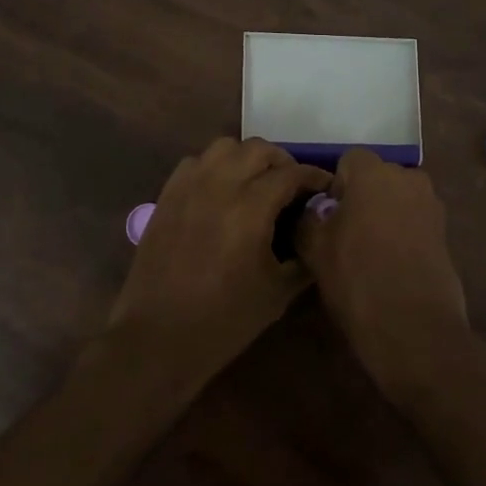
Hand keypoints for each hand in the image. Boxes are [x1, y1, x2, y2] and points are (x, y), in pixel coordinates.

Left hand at [104, 138, 329, 393]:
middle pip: (258, 149)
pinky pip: (195, 162)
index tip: (327, 187)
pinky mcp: (167, 196)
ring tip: (256, 182)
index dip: (315, 176)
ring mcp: (188, 187)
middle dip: (282, 162)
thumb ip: (304, 257)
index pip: (291, 174)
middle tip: (293, 186)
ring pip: (224, 147)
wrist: (158, 338)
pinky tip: (221, 191)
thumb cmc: (224, 320)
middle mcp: (219, 186)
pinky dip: (215, 167)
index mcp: (250, 208)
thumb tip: (318, 233)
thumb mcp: (278, 293)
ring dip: (247, 158)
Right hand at [294, 150, 472, 395]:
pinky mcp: (446, 234)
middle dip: (362, 199)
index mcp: (374, 173)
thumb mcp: (314, 248)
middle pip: (377, 179)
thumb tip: (313, 211)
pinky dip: (402, 236)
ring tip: (369, 253)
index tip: (327, 219)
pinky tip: (391, 266)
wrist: (414, 327)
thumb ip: (307, 218)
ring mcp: (432, 206)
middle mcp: (408, 179)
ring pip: (397, 201)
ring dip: (383, 216)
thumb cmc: (357, 278)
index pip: (349, 161)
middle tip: (346, 235)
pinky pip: (414, 223)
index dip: (335, 187)